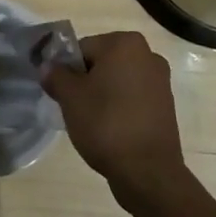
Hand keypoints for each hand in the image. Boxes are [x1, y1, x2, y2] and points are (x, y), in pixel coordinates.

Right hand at [41, 30, 184, 187]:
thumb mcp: (69, 97)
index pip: (83, 48)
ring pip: (118, 82)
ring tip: (93, 123)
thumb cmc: (106, 124)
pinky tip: (112, 131)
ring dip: (104, 96)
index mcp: (125, 43)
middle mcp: (148, 55)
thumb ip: (55, 75)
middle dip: (87, 82)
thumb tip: (48, 67)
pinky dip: (120, 109)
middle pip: (102, 63)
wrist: (148, 173)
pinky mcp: (167, 107)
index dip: (68, 70)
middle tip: (76, 108)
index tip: (63, 94)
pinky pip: (133, 99)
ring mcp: (161, 82)